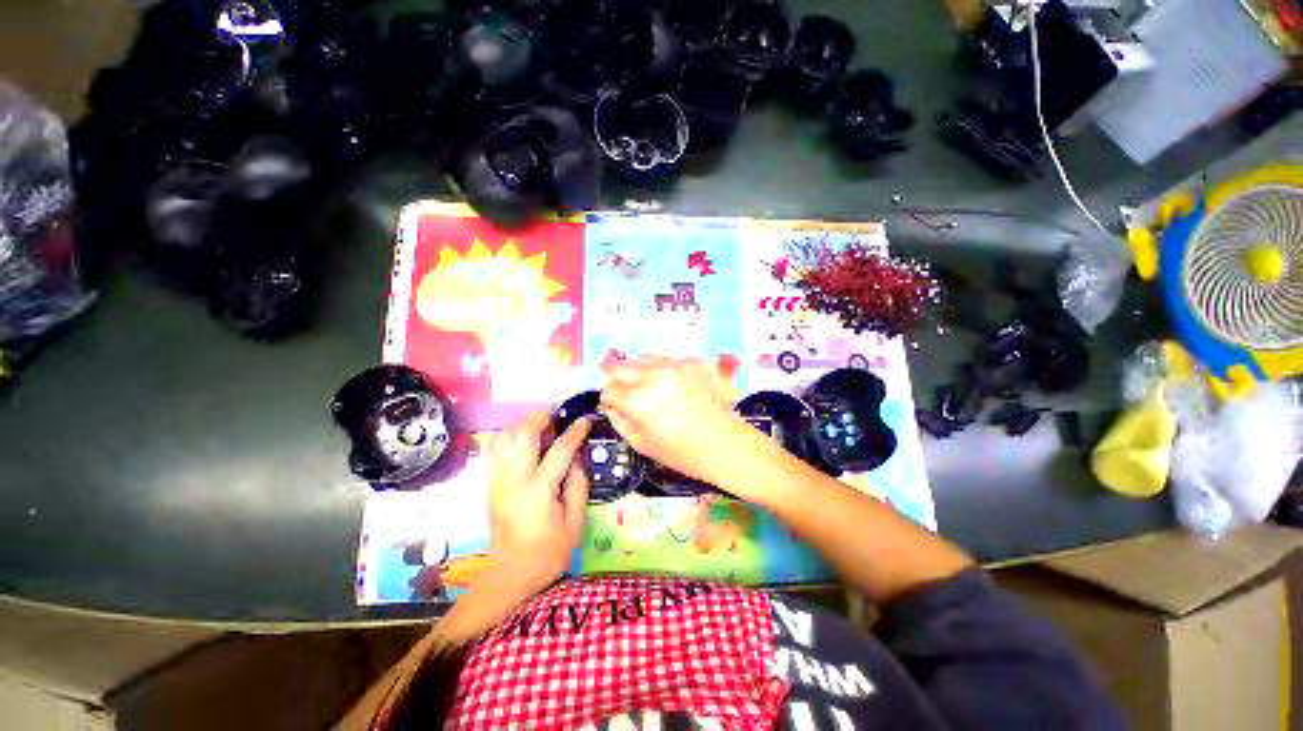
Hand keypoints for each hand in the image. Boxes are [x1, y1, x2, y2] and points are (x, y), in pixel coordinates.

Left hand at [486, 411, 590, 593]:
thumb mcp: (575, 523)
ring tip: (540, 425)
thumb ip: (578, 486)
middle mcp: (514, 479)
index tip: (585, 420)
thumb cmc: (548, 551)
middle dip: (541, 417)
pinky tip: (522, 440)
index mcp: (539, 489)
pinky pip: (495, 449)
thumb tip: (576, 459)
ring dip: (522, 424)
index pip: (560, 449)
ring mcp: (498, 479)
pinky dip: (508, 436)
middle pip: (523, 434)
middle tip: (557, 415)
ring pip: (504, 436)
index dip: (575, 431)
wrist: (510, 573)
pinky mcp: (490, 483)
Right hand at [600, 358, 763, 487]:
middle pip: (620, 366)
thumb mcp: (640, 443)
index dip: (609, 400)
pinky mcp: (692, 361)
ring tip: (652, 389)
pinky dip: (663, 371)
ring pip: (643, 359)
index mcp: (638, 399)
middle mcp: (653, 375)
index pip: (608, 389)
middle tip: (628, 394)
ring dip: (640, 372)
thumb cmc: (681, 452)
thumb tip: (610, 403)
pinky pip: (667, 360)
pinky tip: (674, 387)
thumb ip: (618, 419)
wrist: (726, 444)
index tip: (616, 407)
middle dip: (619, 380)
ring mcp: (675, 364)